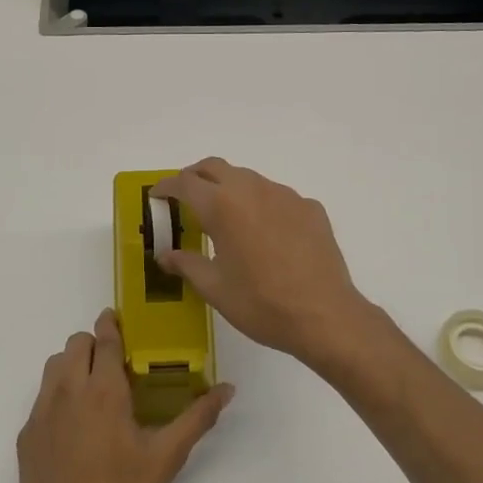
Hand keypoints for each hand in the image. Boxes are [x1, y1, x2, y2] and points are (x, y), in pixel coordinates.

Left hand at [14, 309, 232, 482]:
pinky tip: (77, 426)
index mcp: (103, 391)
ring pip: (55, 365)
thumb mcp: (165, 460)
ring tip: (96, 389)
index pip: (105, 339)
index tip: (120, 319)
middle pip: (76, 344)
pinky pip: (43, 396)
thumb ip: (197, 418)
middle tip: (116, 362)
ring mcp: (42, 412)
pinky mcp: (27, 434)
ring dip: (75, 364)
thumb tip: (227, 388)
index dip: (112, 324)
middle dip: (95, 343)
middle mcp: (68, 391)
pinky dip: (60, 393)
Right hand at [152, 159, 371, 365]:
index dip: (167, 186)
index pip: (185, 183)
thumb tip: (165, 255)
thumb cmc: (261, 304)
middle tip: (185, 198)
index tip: (157, 195)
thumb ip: (186, 265)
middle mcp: (253, 189)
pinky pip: (277, 197)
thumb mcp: (215, 288)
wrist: (324, 315)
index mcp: (223, 206)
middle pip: (216, 167)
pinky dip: (261, 205)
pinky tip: (265, 234)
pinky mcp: (310, 208)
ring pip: (249, 179)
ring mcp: (286, 195)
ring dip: (230, 189)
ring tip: (225, 218)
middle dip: (195, 177)